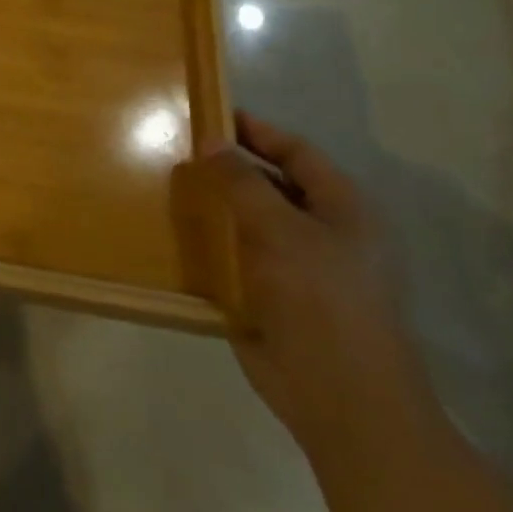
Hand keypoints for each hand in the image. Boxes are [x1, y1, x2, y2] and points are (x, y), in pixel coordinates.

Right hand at [196, 112, 438, 463]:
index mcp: (343, 208)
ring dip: (216, 207)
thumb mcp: (281, 230)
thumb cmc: (321, 300)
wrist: (340, 396)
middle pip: (273, 185)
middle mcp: (323, 232)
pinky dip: (212, 244)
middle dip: (230, 168)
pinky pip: (238, 258)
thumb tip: (211, 142)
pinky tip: (176, 235)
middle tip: (179, 152)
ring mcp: (298, 267)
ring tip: (169, 187)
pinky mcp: (273, 297)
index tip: (211, 115)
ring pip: (251, 223)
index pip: (297, 153)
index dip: (257, 131)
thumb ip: (243, 183)